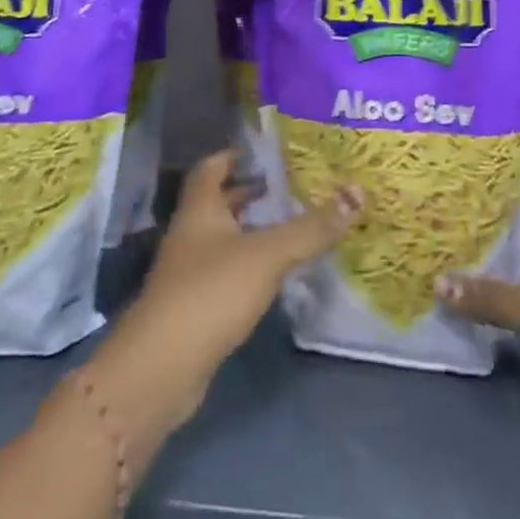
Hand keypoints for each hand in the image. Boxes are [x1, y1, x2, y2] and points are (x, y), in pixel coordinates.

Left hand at [88, 151, 360, 446]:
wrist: (163, 366)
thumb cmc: (211, 292)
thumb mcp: (267, 255)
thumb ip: (311, 228)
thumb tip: (356, 194)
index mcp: (200, 209)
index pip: (211, 167)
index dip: (234, 155)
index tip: (264, 152)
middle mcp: (190, 233)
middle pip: (219, 202)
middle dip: (250, 193)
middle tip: (290, 187)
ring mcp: (189, 271)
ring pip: (223, 238)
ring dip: (251, 230)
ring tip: (291, 226)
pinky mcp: (195, 305)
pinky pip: (226, 271)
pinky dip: (249, 264)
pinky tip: (274, 273)